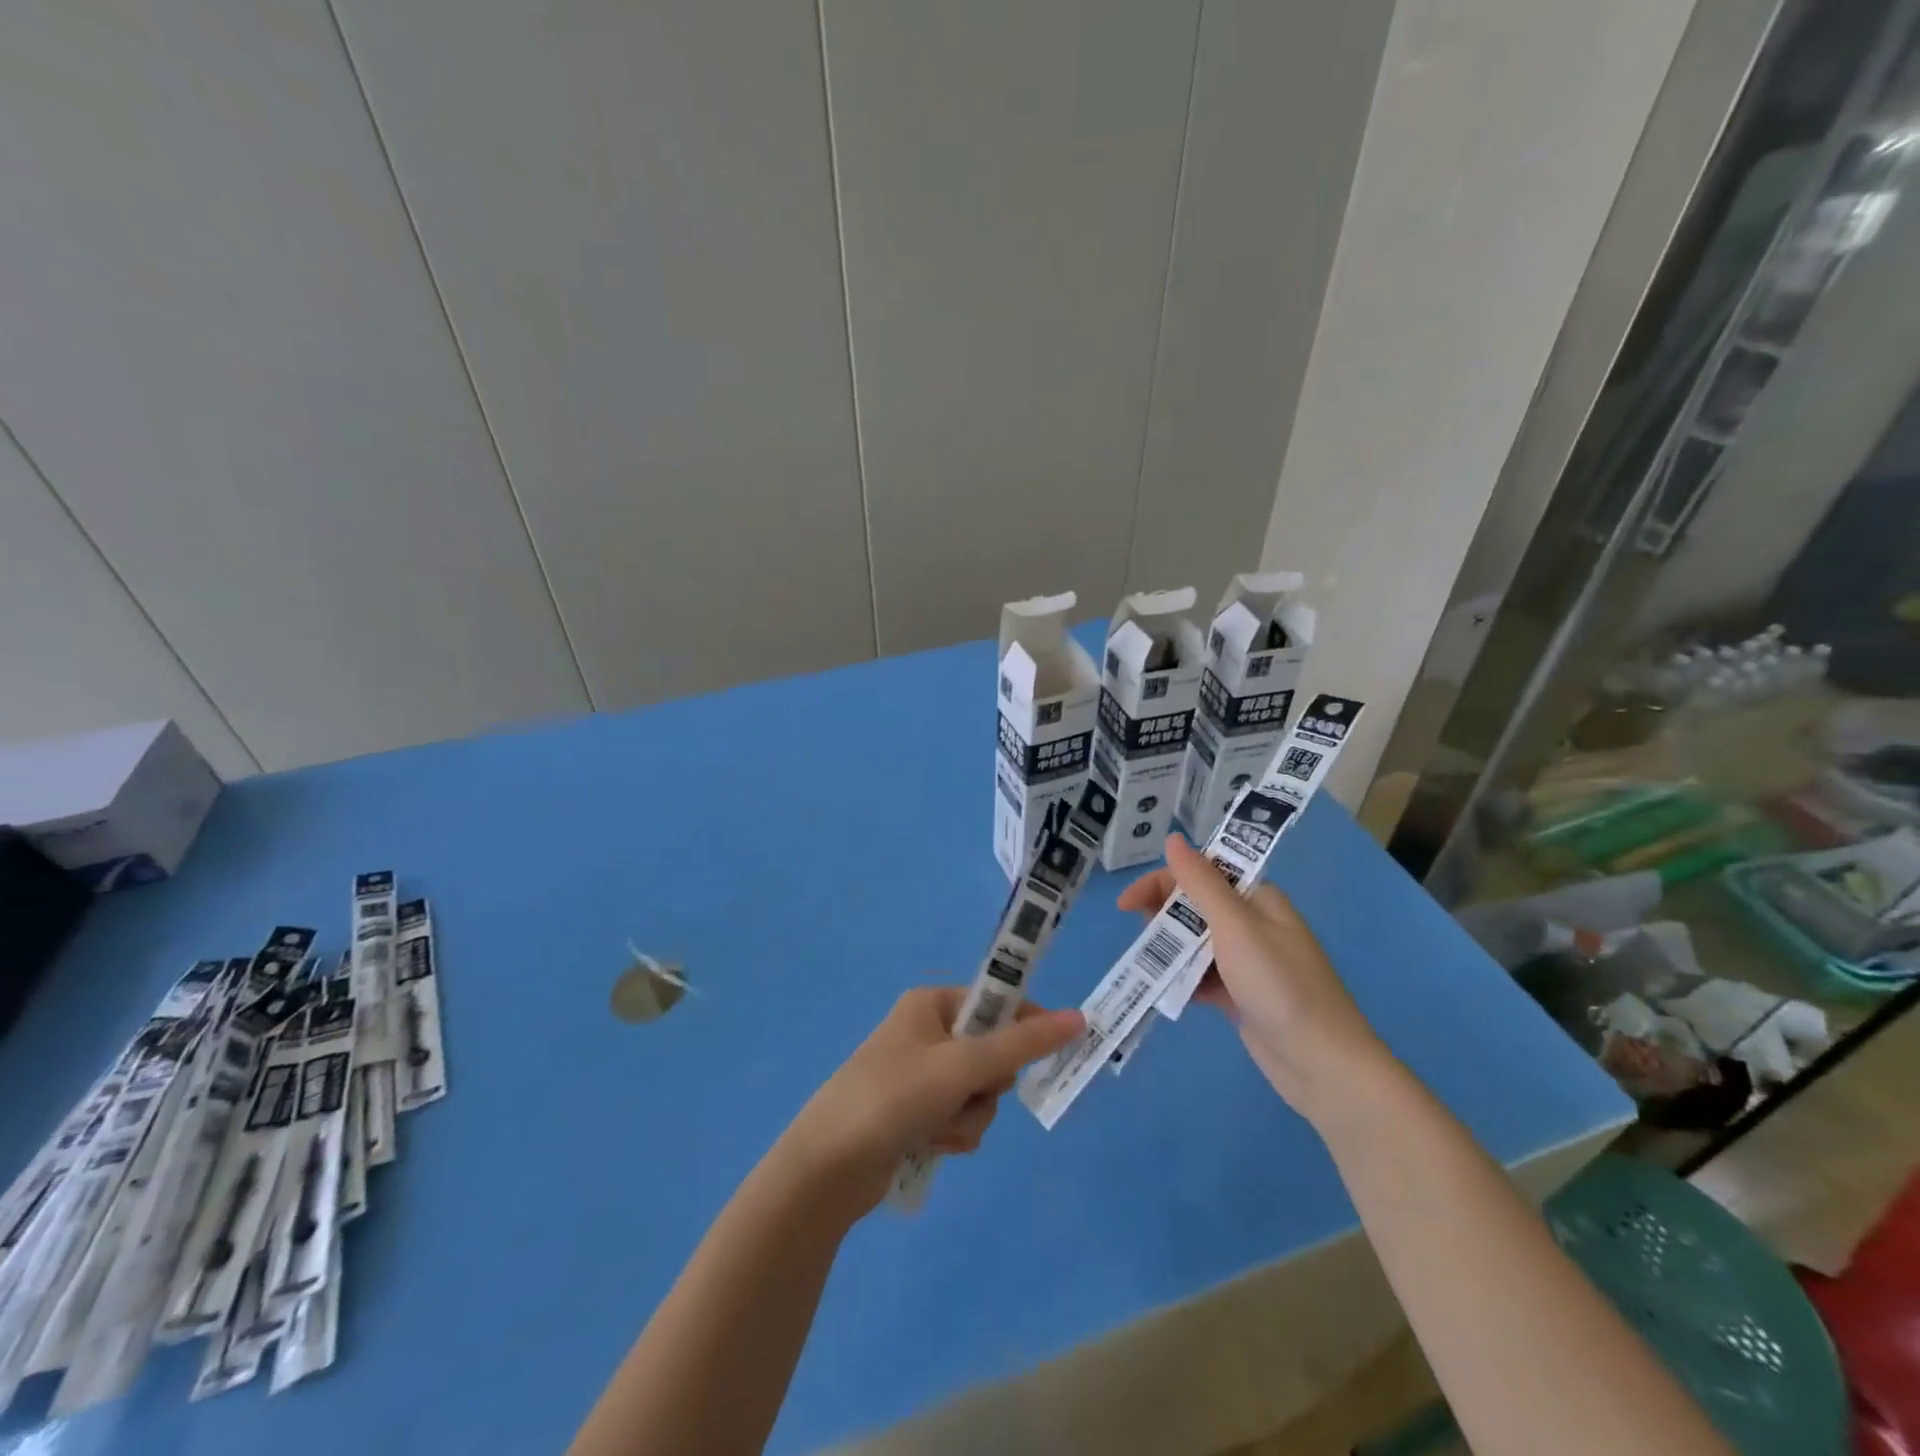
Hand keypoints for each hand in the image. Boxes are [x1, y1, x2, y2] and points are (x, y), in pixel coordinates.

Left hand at [778, 987, 1083, 1218]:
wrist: (828, 1167)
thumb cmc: (894, 1097)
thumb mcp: (961, 1065)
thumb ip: (1021, 1044)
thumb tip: (1078, 1018)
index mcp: (931, 1004)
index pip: (997, 1003)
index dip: (1027, 1025)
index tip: (1056, 1049)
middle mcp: (926, 1032)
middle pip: (991, 1053)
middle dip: (987, 1085)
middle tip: (968, 1092)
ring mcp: (920, 1075)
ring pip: (979, 1092)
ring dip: (968, 1116)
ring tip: (937, 1127)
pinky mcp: (916, 1113)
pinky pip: (960, 1117)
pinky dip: (953, 1134)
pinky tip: (928, 1145)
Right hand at [1118, 836, 1389, 1121]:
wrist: (1324, 1066)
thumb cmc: (1280, 986)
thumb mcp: (1235, 927)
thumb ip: (1201, 883)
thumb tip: (1173, 839)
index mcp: (1257, 899)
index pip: (1201, 873)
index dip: (1162, 881)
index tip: (1127, 905)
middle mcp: (1253, 924)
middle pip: (1196, 906)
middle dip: (1164, 916)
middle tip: (1142, 937)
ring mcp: (1247, 962)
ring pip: (1195, 942)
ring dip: (1171, 950)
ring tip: (1150, 966)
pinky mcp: (1241, 995)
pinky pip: (1202, 976)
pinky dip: (1183, 979)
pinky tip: (1167, 991)